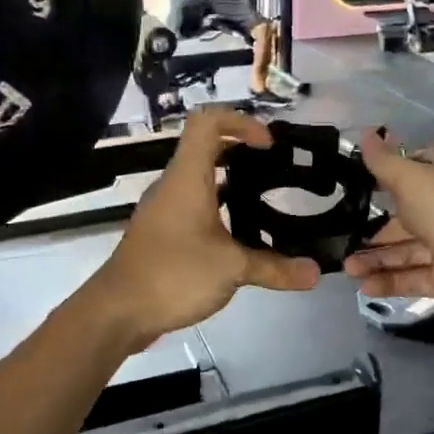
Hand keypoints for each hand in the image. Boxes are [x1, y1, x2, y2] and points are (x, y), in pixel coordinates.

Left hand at [84, 108, 319, 350]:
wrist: (118, 311)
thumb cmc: (173, 274)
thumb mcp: (231, 269)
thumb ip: (275, 268)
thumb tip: (315, 272)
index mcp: (187, 178)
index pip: (208, 122)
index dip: (240, 121)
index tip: (268, 145)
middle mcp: (173, 185)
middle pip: (205, 147)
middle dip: (242, 150)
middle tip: (276, 168)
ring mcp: (164, 209)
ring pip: (200, 179)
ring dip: (231, 182)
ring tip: (266, 199)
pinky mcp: (162, 233)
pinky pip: (194, 206)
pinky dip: (219, 208)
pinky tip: (240, 234)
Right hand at [340, 131, 433, 324]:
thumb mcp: (413, 180)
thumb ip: (385, 163)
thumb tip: (364, 132)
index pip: (413, 172)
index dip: (385, 178)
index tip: (353, 187)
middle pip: (404, 218)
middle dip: (372, 229)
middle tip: (339, 239)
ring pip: (406, 251)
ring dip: (376, 259)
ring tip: (346, 269)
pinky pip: (415, 278)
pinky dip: (391, 282)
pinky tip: (365, 287)